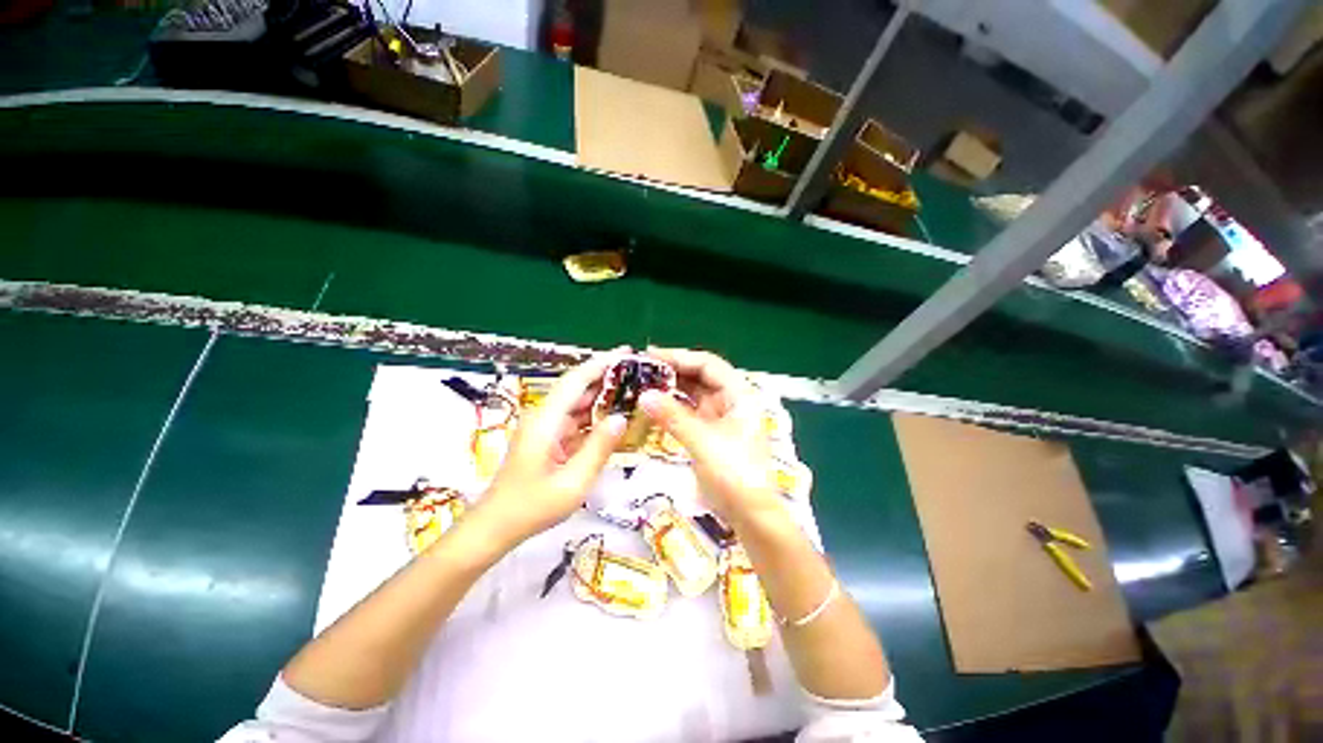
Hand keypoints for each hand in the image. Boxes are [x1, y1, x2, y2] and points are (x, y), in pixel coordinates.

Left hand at [479, 354, 626, 544]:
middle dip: (607, 376)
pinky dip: (595, 415)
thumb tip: (622, 418)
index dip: (601, 363)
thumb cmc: (533, 506)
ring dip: (603, 395)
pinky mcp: (548, 437)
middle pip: (578, 387)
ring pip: (577, 402)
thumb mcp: (574, 482)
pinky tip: (614, 416)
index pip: (576, 380)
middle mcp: (544, 416)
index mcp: (546, 421)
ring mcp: (545, 426)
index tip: (627, 353)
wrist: (497, 525)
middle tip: (639, 372)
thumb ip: (599, 448)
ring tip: (633, 390)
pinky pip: (575, 419)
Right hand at [639, 348, 780, 524]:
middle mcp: (731, 400)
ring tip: (643, 384)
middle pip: (700, 376)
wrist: (750, 515)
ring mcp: (720, 417)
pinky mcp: (710, 432)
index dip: (679, 357)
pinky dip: (672, 407)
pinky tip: (654, 405)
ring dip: (671, 388)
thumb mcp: (703, 442)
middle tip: (641, 369)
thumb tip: (644, 395)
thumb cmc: (734, 474)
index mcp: (739, 395)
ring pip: (693, 393)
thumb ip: (673, 417)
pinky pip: (689, 412)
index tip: (650, 356)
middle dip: (672, 371)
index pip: (708, 364)